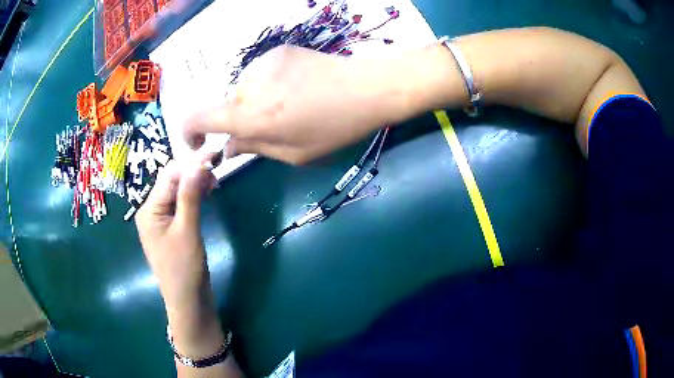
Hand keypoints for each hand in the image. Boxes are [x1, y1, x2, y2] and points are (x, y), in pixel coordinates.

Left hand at [135, 159, 215, 311]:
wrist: (187, 301)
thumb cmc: (184, 269)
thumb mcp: (187, 231)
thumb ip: (190, 197)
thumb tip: (197, 164)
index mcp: (149, 210)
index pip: (168, 176)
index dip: (190, 163)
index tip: (213, 153)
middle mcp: (151, 210)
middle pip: (171, 181)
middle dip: (192, 171)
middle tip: (216, 167)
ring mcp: (161, 219)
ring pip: (177, 191)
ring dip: (194, 182)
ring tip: (214, 180)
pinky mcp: (171, 228)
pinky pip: (180, 204)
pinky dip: (193, 196)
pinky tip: (205, 192)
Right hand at [184, 46, 408, 164]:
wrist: (367, 88)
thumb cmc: (334, 128)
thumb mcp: (294, 153)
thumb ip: (254, 148)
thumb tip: (226, 148)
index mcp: (251, 117)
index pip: (197, 118)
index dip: (189, 133)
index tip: (200, 144)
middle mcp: (248, 86)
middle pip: (225, 106)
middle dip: (238, 121)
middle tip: (269, 128)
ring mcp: (262, 64)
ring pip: (243, 90)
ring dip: (254, 102)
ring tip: (288, 106)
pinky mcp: (276, 51)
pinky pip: (259, 74)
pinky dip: (267, 85)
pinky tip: (294, 88)